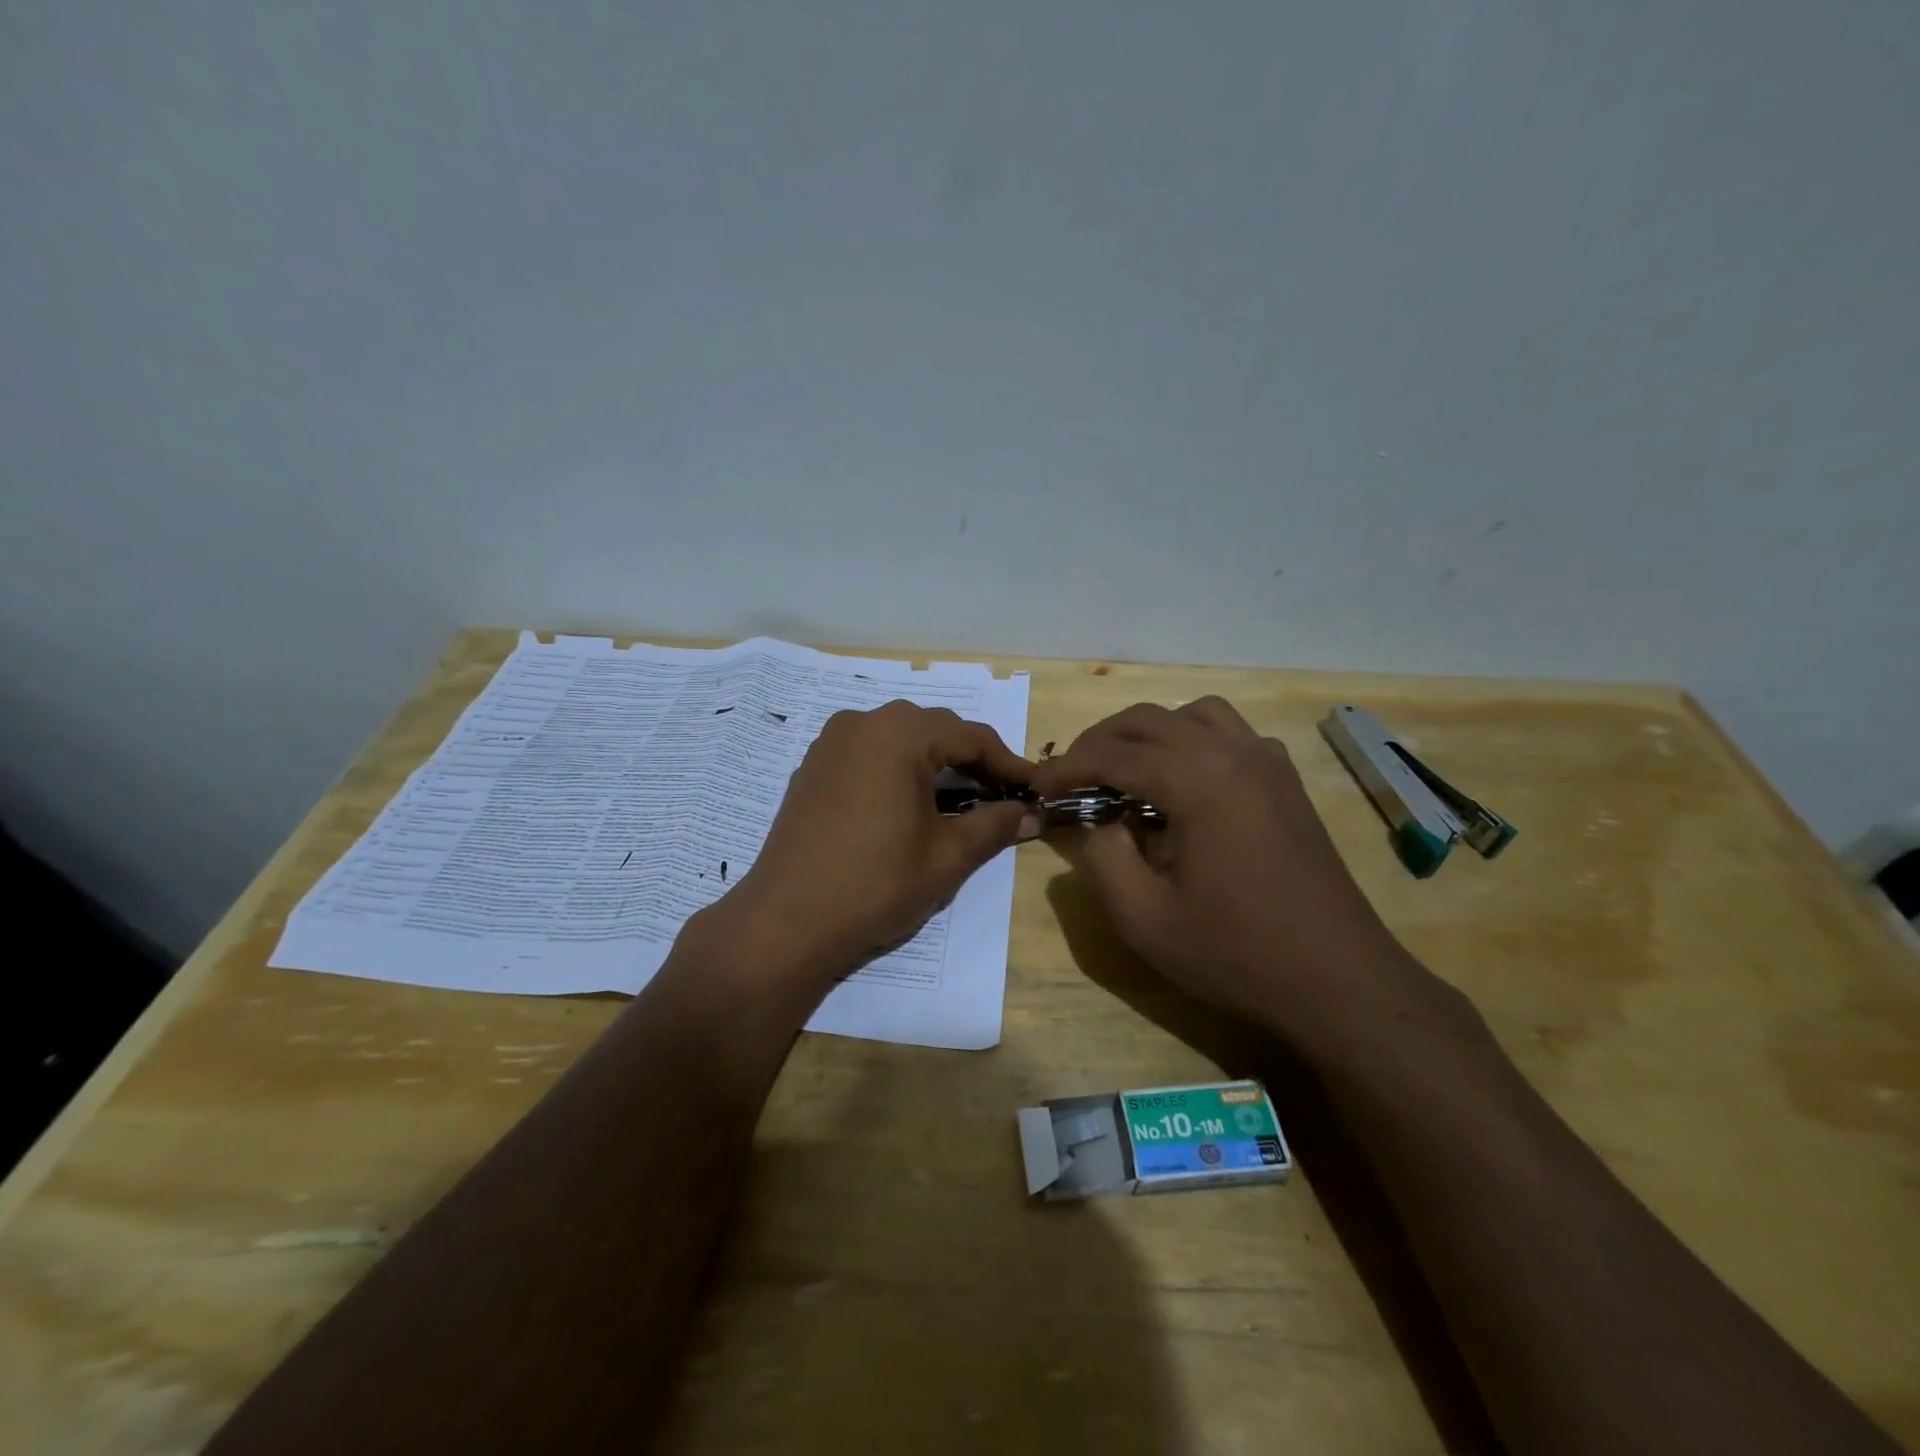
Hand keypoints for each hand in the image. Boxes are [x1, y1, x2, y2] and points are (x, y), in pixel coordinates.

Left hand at [725, 702, 1037, 983]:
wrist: (786, 921)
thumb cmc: (876, 884)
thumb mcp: (947, 856)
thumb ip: (994, 825)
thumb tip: (1030, 814)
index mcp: (899, 733)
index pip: (970, 736)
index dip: (1008, 764)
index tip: (1034, 789)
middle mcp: (862, 722)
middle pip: (934, 730)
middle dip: (971, 760)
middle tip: (1000, 795)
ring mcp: (830, 742)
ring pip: (899, 738)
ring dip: (934, 762)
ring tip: (959, 799)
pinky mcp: (812, 767)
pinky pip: (869, 753)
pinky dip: (898, 769)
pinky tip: (909, 803)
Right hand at [1034, 697, 1419, 1035]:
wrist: (1339, 981)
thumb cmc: (1236, 952)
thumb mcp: (1143, 918)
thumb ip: (1100, 858)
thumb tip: (1100, 824)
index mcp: (1197, 779)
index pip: (1113, 754)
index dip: (1067, 767)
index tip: (1038, 787)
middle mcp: (1234, 752)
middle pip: (1149, 720)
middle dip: (1100, 743)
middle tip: (1071, 778)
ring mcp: (1268, 762)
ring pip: (1193, 715)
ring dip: (1148, 734)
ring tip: (1125, 772)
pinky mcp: (1286, 782)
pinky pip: (1229, 735)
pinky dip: (1192, 742)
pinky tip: (1184, 786)